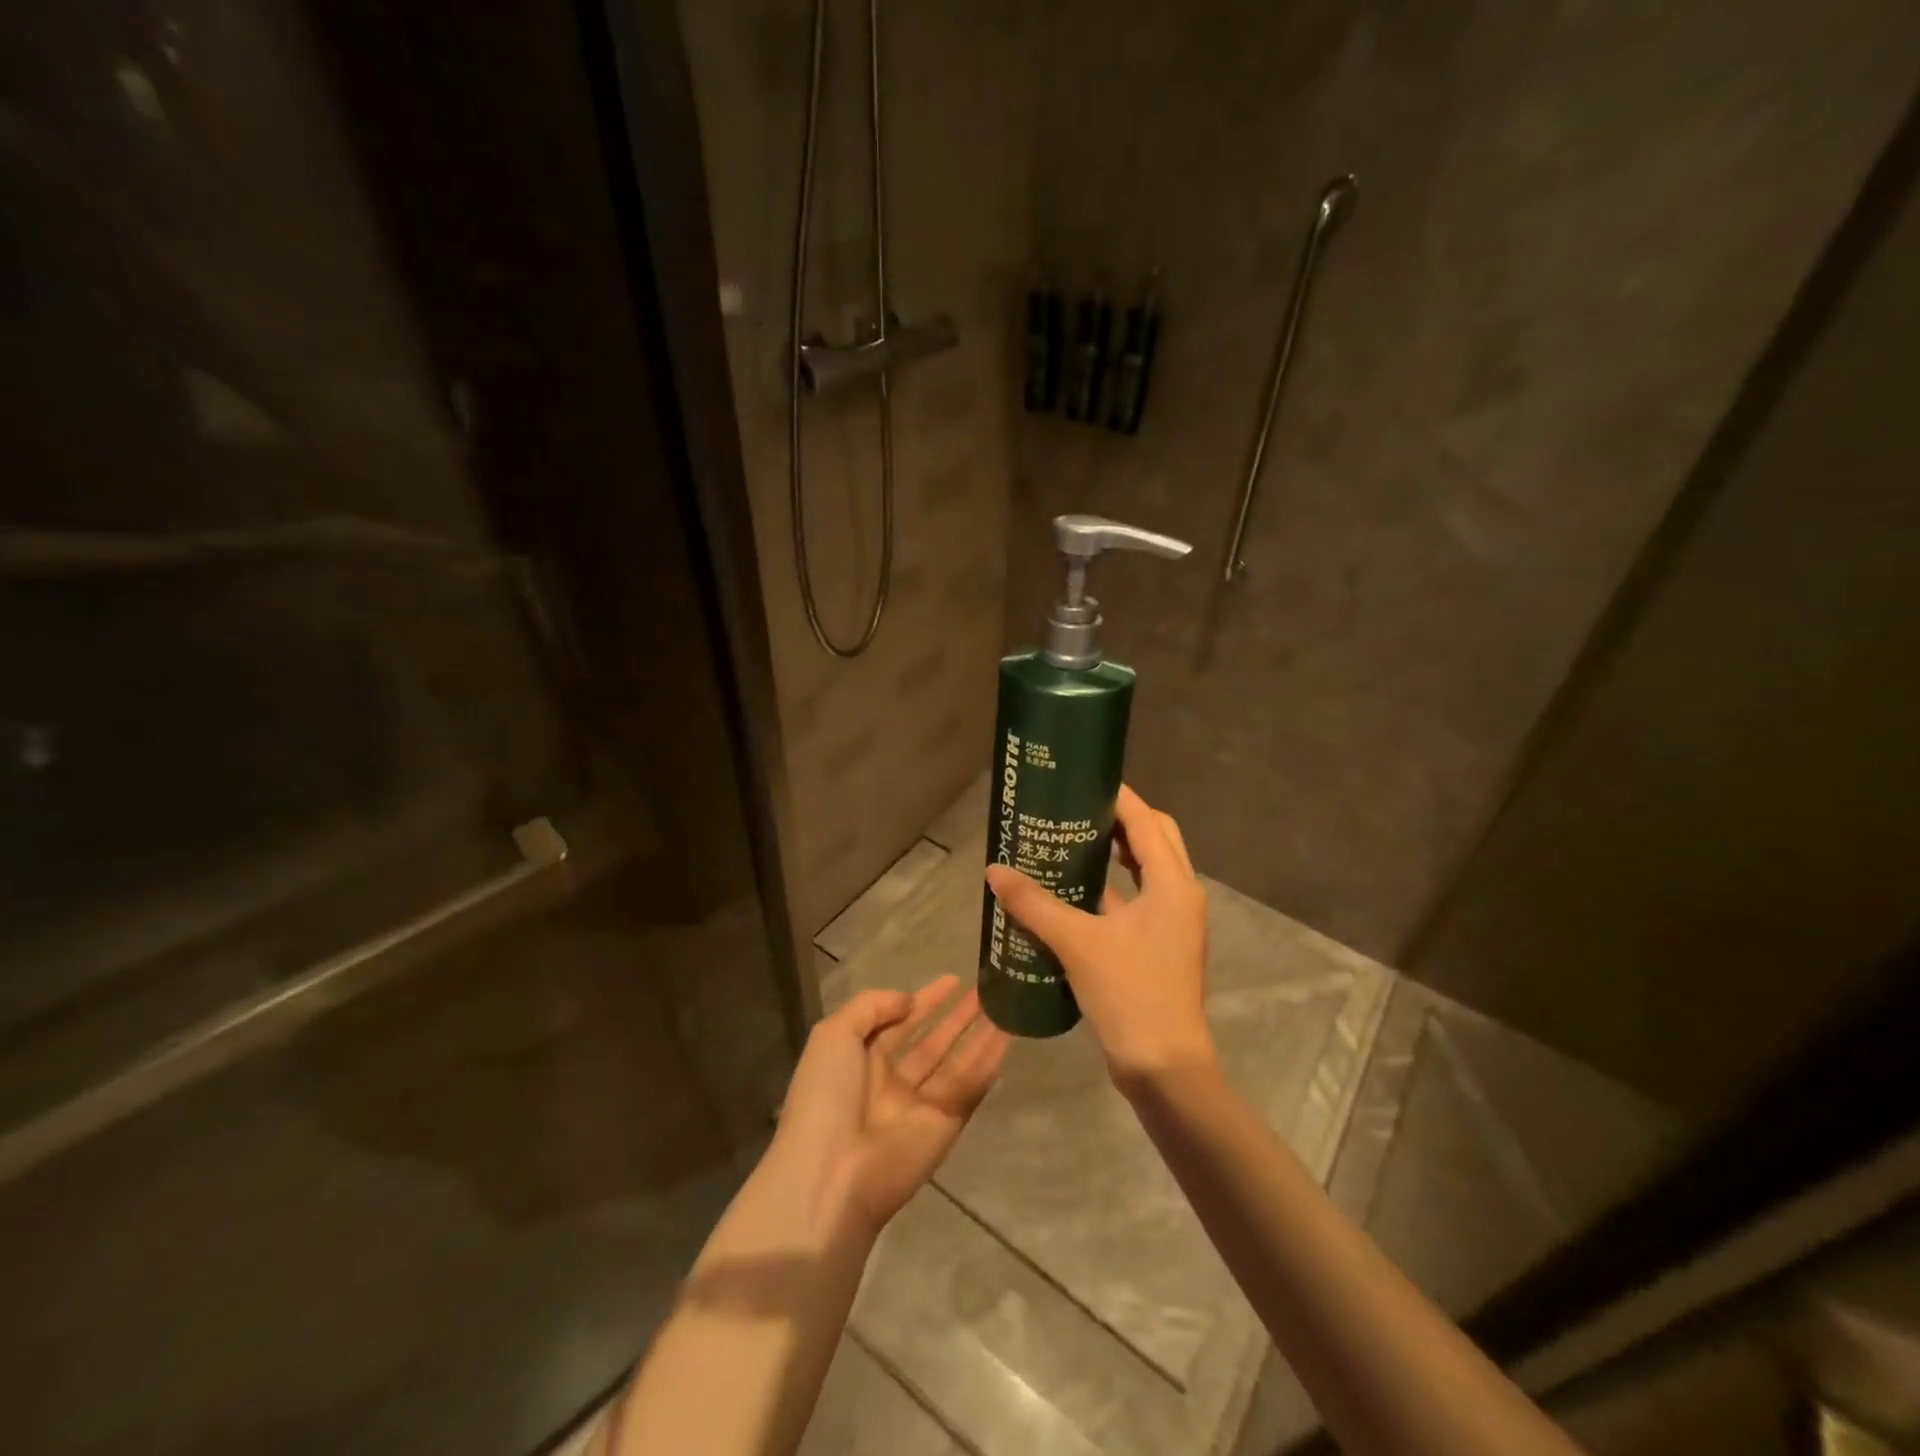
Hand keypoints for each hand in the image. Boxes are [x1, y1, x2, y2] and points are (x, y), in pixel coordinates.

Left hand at [774, 976, 1008, 1233]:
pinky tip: (1007, 1036)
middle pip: (931, 1042)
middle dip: (956, 1017)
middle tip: (985, 992)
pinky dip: (988, 1062)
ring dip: (979, 1035)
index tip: (953, 980)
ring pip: (956, 1062)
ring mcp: (919, 1106)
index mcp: (860, 1061)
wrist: (832, 1175)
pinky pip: (969, 1087)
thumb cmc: (826, 1096)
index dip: (924, 1001)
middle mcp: (891, 1082)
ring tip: (1004, 1006)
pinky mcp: (945, 1127)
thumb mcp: (833, 1034)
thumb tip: (909, 1002)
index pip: (898, 1023)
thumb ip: (871, 1006)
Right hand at [985, 785, 1212, 1089]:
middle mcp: (1180, 894)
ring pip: (1150, 868)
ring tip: (1074, 840)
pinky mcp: (1163, 944)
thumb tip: (993, 871)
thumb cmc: (1130, 994)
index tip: (1083, 780)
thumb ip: (1034, 904)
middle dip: (1121, 819)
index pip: (1146, 821)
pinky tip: (1077, 890)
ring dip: (1119, 851)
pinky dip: (1115, 885)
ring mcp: (1175, 921)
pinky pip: (1140, 898)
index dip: (1118, 797)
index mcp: (1172, 883)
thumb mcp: (1077, 944)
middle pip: (1155, 837)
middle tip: (1077, 809)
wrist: (1164, 1067)